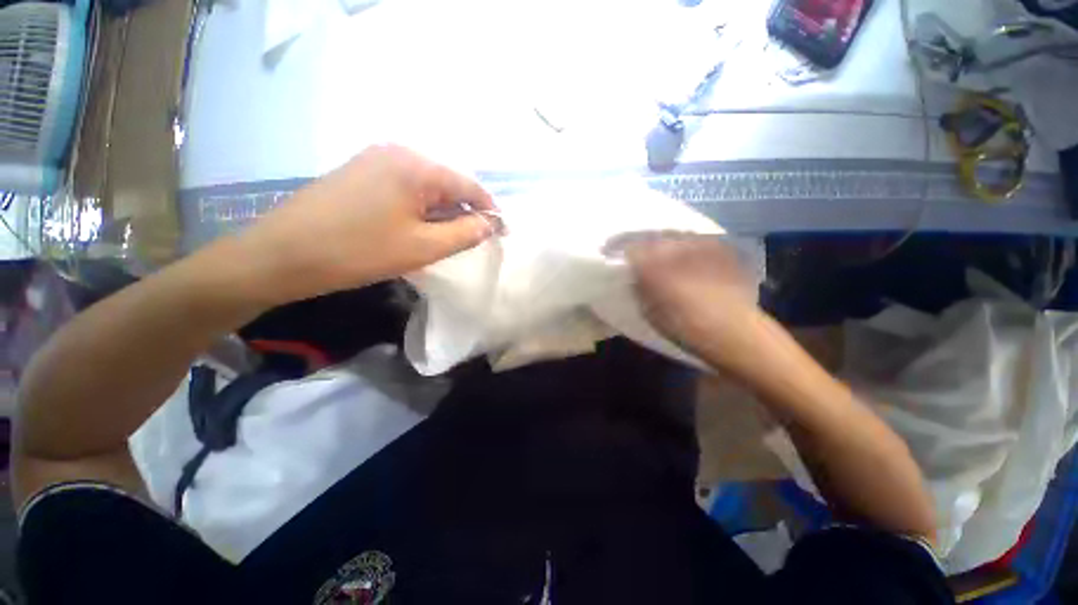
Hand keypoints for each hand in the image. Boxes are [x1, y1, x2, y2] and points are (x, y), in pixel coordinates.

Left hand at [236, 144, 496, 302]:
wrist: (282, 254)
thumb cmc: (359, 251)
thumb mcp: (423, 247)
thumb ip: (465, 233)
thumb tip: (489, 224)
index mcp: (416, 166)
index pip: (469, 186)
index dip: (490, 210)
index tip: (502, 233)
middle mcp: (397, 152)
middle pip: (448, 183)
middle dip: (465, 212)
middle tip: (472, 241)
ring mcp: (375, 159)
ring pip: (426, 187)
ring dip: (442, 212)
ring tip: (446, 239)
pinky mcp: (360, 172)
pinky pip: (405, 188)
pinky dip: (420, 208)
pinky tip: (416, 228)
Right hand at [612, 233, 761, 368]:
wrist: (733, 331)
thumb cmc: (683, 326)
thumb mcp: (648, 310)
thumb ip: (638, 287)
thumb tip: (635, 275)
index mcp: (651, 262)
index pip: (627, 245)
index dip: (616, 247)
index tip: (608, 251)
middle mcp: (674, 245)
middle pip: (650, 234)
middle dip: (639, 241)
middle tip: (634, 250)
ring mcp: (700, 243)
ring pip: (674, 234)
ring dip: (663, 241)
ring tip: (661, 251)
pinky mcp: (721, 247)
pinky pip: (697, 239)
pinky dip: (687, 246)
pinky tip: (688, 257)